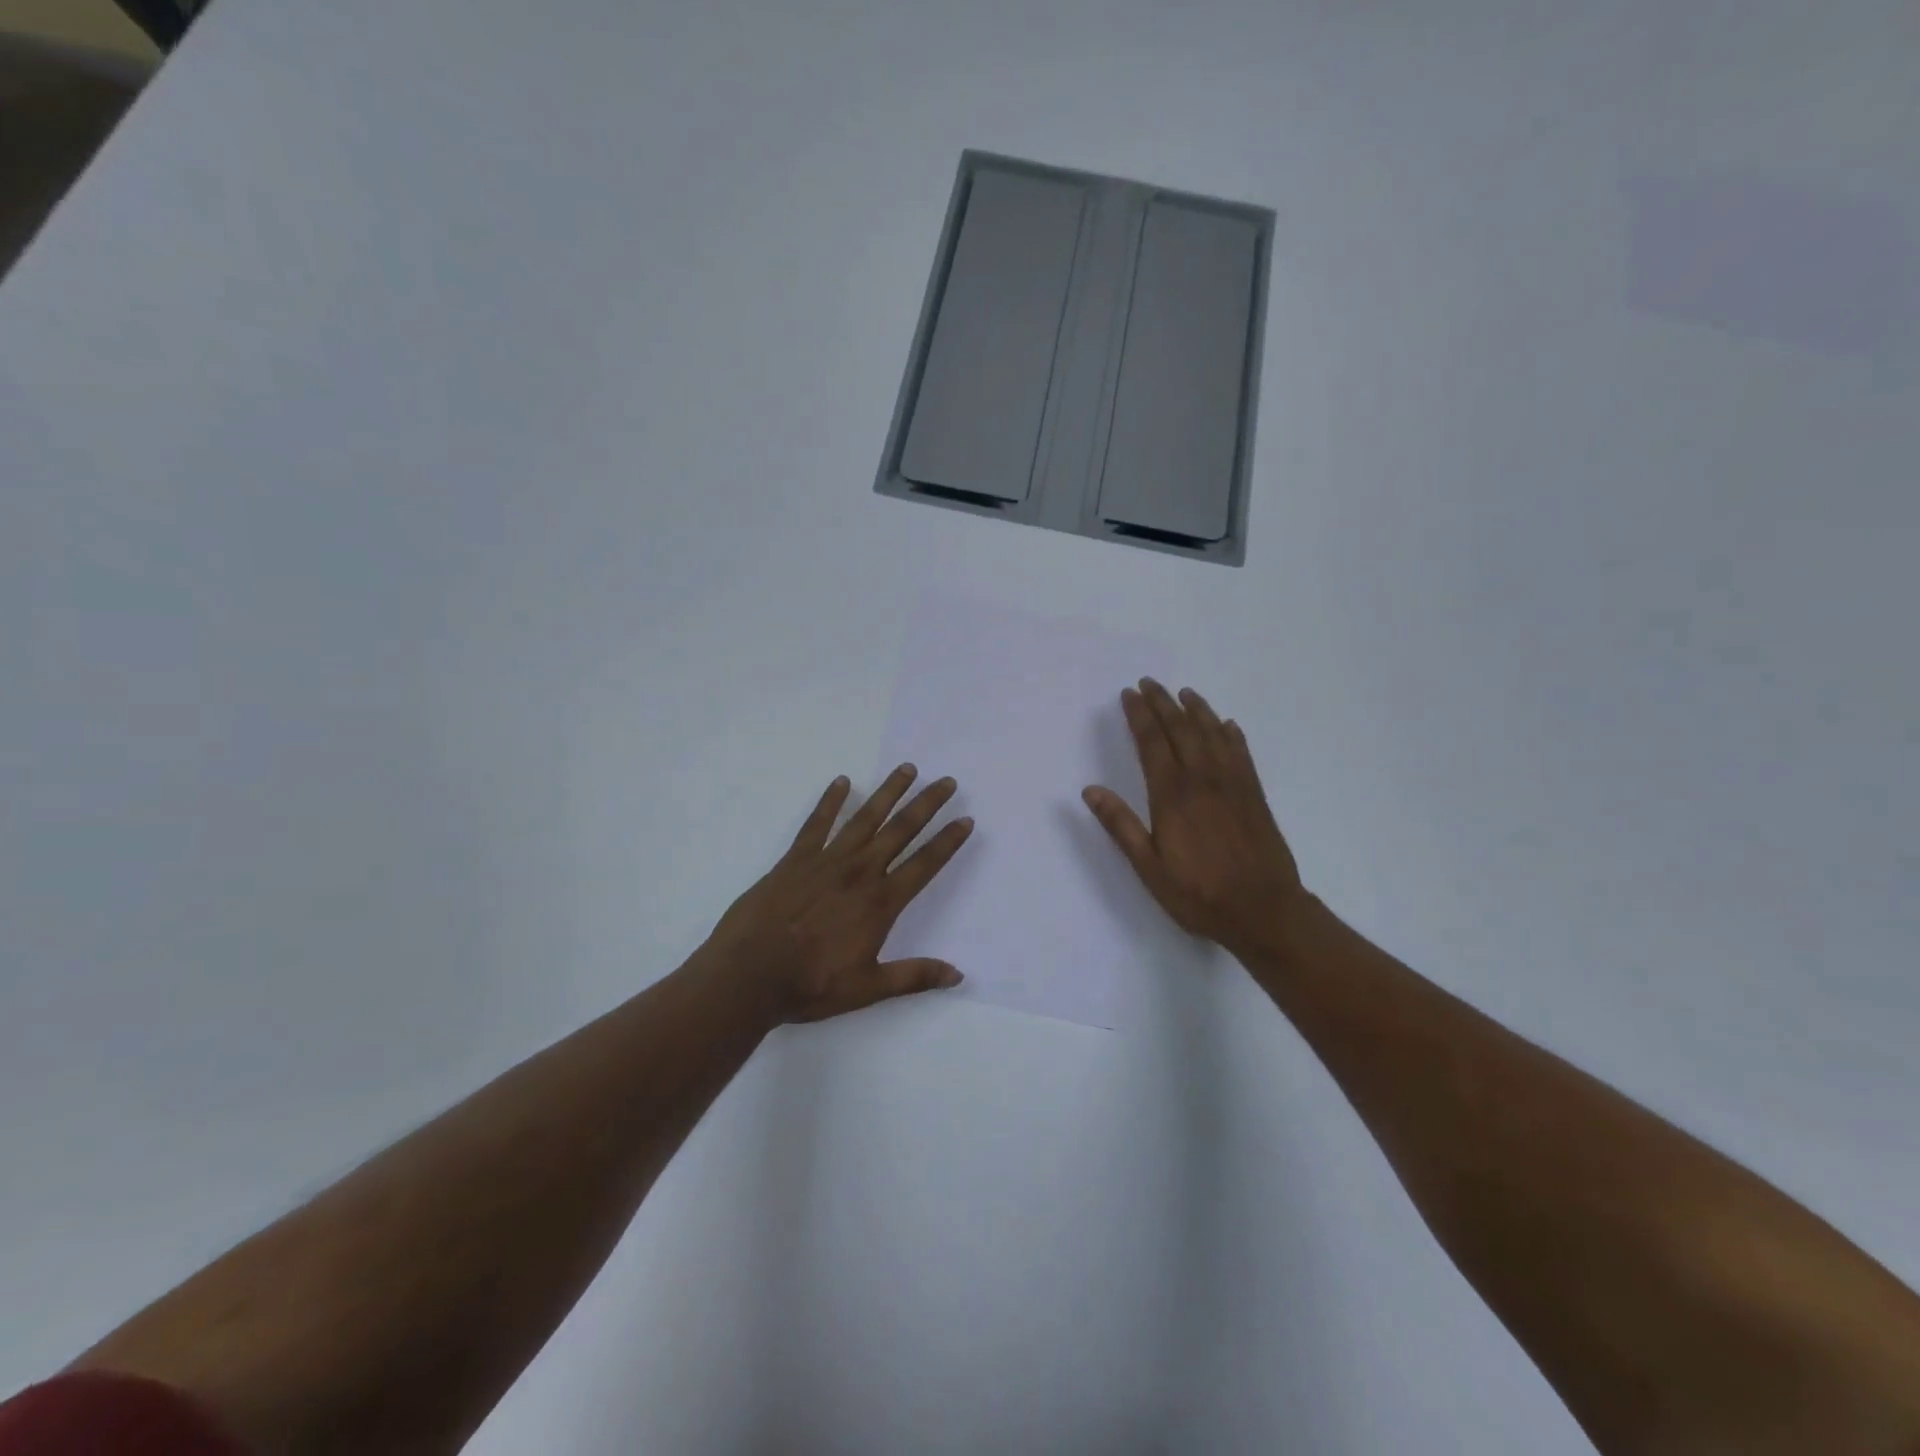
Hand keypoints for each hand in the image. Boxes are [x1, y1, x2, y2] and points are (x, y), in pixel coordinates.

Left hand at [701, 765, 974, 1023]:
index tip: (965, 820)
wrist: (749, 974)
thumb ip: (914, 977)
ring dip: (888, 792)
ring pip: (865, 818)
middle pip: (901, 830)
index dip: (947, 842)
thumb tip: (958, 974)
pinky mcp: (796, 859)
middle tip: (946, 781)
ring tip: (906, 769)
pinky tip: (841, 781)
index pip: (924, 865)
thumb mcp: (868, 988)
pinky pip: (817, 823)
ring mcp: (826, 860)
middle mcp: (860, 872)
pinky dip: (830, 801)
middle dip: (926, 805)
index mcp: (880, 902)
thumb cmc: (811, 984)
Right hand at [1082, 679, 1306, 956]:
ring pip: (1213, 735)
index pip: (1152, 744)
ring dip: (1197, 710)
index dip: (1139, 716)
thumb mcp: (1149, 867)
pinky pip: (1241, 753)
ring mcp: (1233, 785)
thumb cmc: (1199, 894)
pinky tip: (1226, 725)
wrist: (1265, 911)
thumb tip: (1090, 790)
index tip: (1129, 694)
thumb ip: (1121, 826)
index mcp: (1172, 796)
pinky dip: (1231, 734)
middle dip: (1163, 704)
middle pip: (1181, 730)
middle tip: (1149, 682)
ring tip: (1184, 693)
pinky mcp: (1255, 795)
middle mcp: (1203, 780)